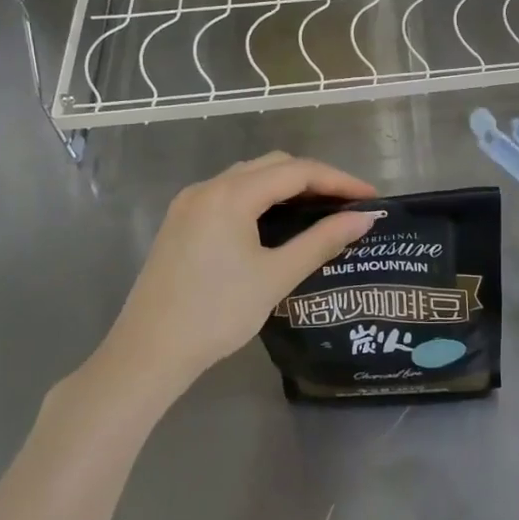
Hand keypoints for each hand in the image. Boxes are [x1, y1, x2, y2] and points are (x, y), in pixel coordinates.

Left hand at [101, 152, 378, 394]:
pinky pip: (230, 194)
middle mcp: (208, 187)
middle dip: (314, 179)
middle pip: (273, 165)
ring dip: (286, 186)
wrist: (148, 353)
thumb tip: (364, 219)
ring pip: (249, 177)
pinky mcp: (181, 221)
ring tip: (320, 210)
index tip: (371, 197)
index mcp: (231, 194)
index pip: (297, 172)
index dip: (338, 180)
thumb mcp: (275, 277)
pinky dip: (261, 198)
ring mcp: (190, 203)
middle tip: (348, 204)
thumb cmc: (217, 314)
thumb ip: (322, 241)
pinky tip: (277, 222)